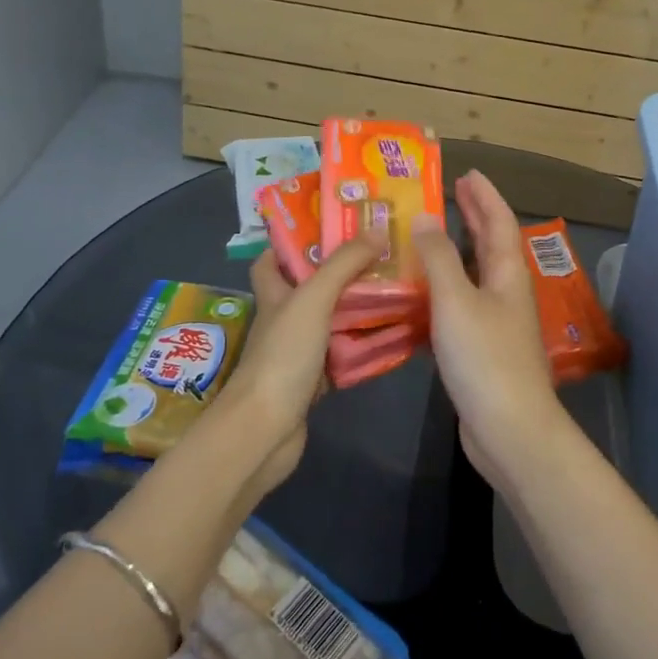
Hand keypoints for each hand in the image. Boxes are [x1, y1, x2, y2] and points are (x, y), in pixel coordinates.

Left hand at [213, 227, 386, 499]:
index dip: (290, 243)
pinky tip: (389, 337)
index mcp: (273, 295)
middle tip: (376, 257)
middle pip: (307, 289)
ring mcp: (296, 353)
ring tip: (391, 290)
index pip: (270, 261)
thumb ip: (344, 264)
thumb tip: (377, 229)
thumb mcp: (313, 299)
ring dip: (354, 310)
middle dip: (337, 274)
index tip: (326, 228)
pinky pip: (340, 356)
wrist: (265, 429)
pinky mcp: (312, 382)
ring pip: (328, 322)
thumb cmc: (283, 355)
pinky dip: (360, 347)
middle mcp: (282, 320)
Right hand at [413, 170, 566, 490]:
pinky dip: (447, 285)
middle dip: (475, 216)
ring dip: (459, 249)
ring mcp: (498, 321)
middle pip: (492, 244)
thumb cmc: (484, 357)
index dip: (485, 196)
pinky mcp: (483, 347)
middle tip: (454, 192)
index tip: (468, 173)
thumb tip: (425, 219)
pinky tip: (424, 290)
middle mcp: (507, 292)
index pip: (499, 222)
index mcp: (508, 274)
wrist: (509, 429)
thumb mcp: (456, 300)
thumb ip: (438, 258)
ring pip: (478, 272)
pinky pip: (464, 301)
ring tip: (433, 233)